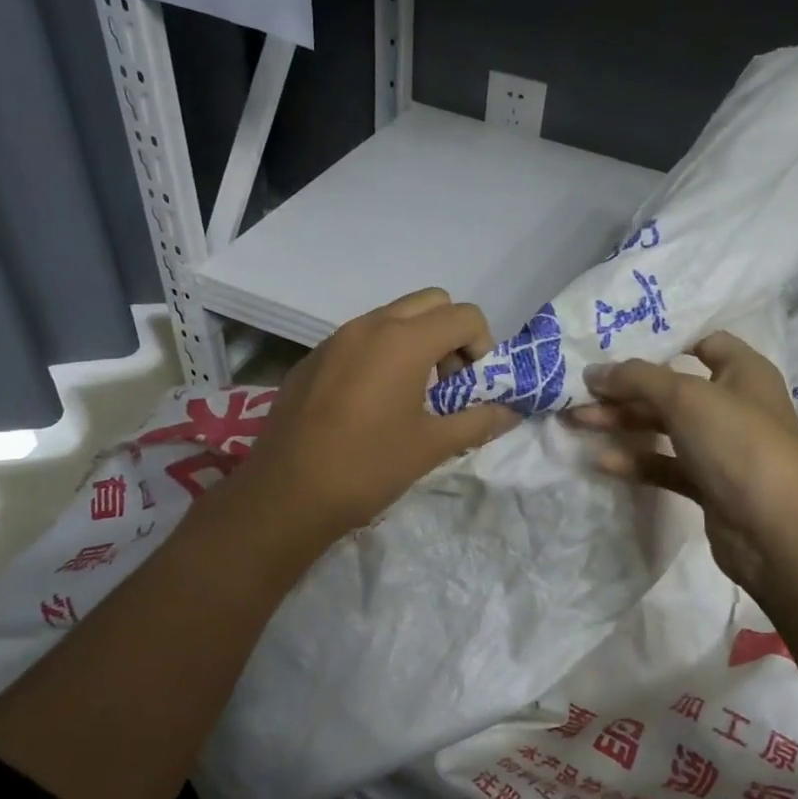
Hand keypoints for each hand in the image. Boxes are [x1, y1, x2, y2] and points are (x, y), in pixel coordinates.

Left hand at [227, 288, 518, 546]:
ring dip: (415, 343)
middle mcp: (369, 325)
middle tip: (447, 384)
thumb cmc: (367, 467)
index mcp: (404, 340)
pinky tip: (369, 406)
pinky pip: (359, 339)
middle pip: (430, 303)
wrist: (286, 495)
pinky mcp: (312, 359)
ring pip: (392, 318)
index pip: (464, 315)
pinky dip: (380, 355)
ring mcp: (335, 339)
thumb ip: (478, 421)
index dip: (482, 346)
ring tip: (410, 397)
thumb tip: (511, 413)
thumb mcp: (432, 447)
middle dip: (450, 335)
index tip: (473, 387)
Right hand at [568, 332, 797, 603]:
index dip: (664, 341)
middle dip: (625, 388)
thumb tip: (594, 372)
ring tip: (576, 421)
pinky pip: (665, 465)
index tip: (617, 345)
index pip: (704, 342)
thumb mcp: (685, 397)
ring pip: (664, 427)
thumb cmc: (738, 443)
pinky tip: (601, 460)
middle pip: (672, 388)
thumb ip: (637, 379)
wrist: (777, 531)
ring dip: (622, 422)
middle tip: (579, 390)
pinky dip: (636, 460)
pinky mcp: (709, 485)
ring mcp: (721, 448)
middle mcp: (734, 405)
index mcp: (743, 372)